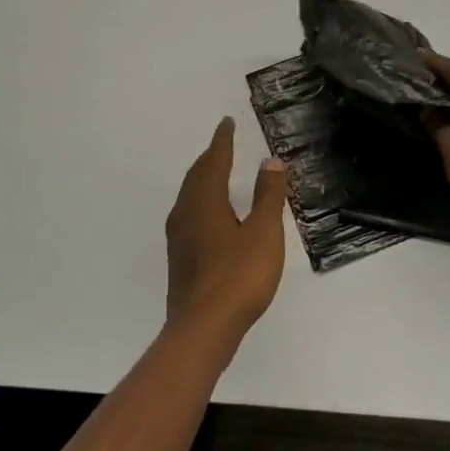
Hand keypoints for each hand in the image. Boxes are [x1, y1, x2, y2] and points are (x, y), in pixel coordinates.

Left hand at [165, 118, 288, 342]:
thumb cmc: (238, 277)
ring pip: (189, 195)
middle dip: (210, 157)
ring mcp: (179, 237)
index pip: (214, 161)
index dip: (223, 141)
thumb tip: (270, 161)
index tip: (227, 122)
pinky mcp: (179, 257)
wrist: (202, 328)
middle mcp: (186, 213)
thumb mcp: (263, 233)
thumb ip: (268, 196)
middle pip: (196, 175)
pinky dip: (201, 200)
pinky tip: (210, 215)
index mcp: (205, 201)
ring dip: (203, 178)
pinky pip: (189, 213)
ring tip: (216, 173)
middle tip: (223, 144)